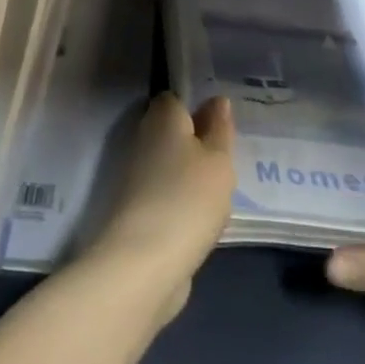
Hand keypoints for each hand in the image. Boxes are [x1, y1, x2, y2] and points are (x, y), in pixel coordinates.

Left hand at [83, 94, 235, 319]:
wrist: (144, 264)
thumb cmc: (188, 197)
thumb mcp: (218, 160)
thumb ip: (219, 129)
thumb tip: (217, 100)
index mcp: (161, 118)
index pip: (175, 99)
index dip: (196, 107)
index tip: (221, 122)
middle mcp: (143, 141)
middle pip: (173, 134)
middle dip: (197, 144)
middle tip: (228, 156)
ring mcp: (136, 178)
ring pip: (170, 167)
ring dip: (192, 177)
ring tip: (223, 190)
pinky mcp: (137, 212)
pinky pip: (167, 196)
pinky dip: (183, 204)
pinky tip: (205, 218)